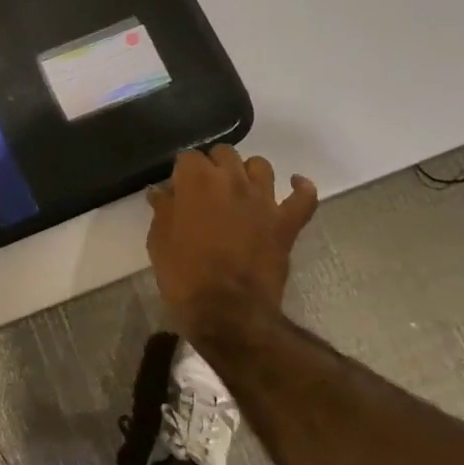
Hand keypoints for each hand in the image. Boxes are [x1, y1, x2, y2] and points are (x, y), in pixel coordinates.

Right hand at [146, 146, 318, 343]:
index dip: (182, 172)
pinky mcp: (286, 222)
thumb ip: (163, 210)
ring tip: (240, 188)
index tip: (177, 189)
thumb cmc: (183, 274)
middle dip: (214, 165)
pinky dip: (301, 188)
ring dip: (248, 172)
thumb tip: (161, 191)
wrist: (226, 311)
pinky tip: (295, 186)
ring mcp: (263, 199)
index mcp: (196, 180)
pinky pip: (304, 197)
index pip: (188, 157)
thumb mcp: (159, 240)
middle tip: (205, 190)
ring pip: (260, 166)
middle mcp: (232, 179)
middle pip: (225, 153)